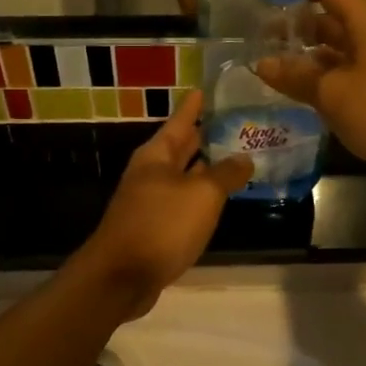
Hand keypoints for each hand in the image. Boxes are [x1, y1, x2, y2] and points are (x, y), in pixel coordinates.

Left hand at [77, 92, 250, 317]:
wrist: (121, 277)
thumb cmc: (161, 225)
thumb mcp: (202, 195)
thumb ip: (225, 174)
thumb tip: (244, 158)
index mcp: (156, 156)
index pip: (179, 121)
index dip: (193, 106)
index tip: (205, 89)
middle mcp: (150, 174)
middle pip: (179, 148)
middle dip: (201, 136)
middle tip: (230, 122)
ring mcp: (149, 202)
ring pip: (182, 176)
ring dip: (204, 167)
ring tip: (232, 157)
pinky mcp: (153, 228)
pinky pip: (182, 202)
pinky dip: (199, 196)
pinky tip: (216, 200)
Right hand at [253, 0, 365, 184]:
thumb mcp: (334, 92)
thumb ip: (296, 76)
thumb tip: (261, 64)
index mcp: (365, 24)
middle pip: (327, 19)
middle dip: (293, 24)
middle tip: (253, 34)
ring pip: (332, 52)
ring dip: (302, 56)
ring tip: (264, 62)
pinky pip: (341, 78)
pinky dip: (317, 81)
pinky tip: (291, 92)